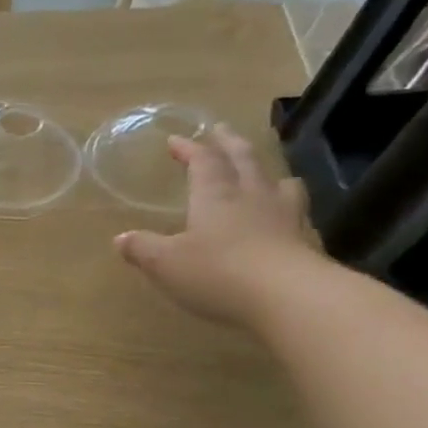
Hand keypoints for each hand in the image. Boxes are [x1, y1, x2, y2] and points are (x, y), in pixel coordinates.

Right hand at [114, 125, 320, 327]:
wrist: (290, 298)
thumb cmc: (217, 272)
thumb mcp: (165, 263)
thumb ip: (142, 248)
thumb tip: (121, 239)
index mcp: (215, 196)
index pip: (203, 162)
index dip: (189, 148)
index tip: (175, 140)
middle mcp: (252, 197)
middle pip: (244, 160)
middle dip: (228, 143)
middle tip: (221, 130)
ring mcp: (285, 217)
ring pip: (278, 182)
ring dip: (266, 172)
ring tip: (261, 171)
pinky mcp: (306, 241)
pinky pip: (296, 213)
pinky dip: (287, 207)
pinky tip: (284, 218)